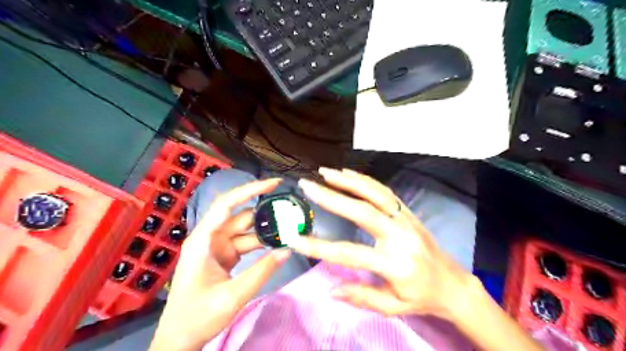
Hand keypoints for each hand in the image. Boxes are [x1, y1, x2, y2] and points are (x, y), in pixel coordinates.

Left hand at [149, 178, 290, 350]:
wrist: (180, 339)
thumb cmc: (198, 317)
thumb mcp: (233, 295)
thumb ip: (262, 271)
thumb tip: (288, 249)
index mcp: (203, 240)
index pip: (227, 204)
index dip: (250, 190)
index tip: (274, 183)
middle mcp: (210, 237)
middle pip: (240, 215)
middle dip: (265, 212)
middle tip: (290, 209)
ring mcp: (217, 247)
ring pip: (245, 230)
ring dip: (266, 230)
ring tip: (290, 228)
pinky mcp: (224, 256)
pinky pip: (245, 243)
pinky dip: (261, 242)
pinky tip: (277, 243)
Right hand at [290, 169, 479, 321]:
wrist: (454, 283)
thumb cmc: (422, 297)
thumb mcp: (393, 307)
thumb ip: (362, 297)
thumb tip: (330, 290)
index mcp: (395, 264)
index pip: (349, 254)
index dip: (319, 248)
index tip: (294, 239)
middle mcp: (400, 236)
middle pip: (361, 211)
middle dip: (331, 197)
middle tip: (307, 186)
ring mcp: (405, 219)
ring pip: (375, 193)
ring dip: (348, 180)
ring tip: (325, 173)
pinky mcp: (408, 212)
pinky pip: (384, 191)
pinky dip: (364, 180)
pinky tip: (348, 173)